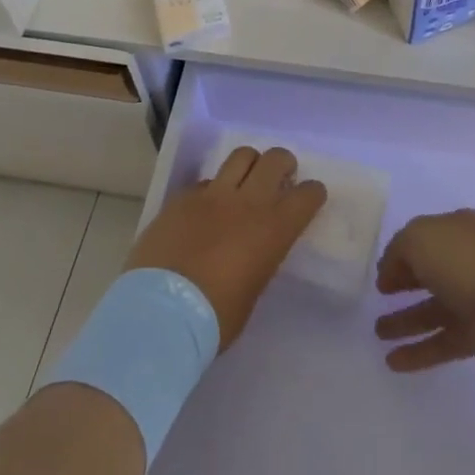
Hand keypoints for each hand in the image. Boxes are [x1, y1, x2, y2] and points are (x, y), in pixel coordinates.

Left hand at [125, 146, 325, 349]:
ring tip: (245, 181)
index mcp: (274, 230)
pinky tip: (205, 209)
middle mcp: (248, 202)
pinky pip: (205, 182)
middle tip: (280, 177)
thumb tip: (253, 250)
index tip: (309, 197)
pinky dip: (212, 190)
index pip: (307, 195)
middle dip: (283, 164)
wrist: (162, 312)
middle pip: (275, 159)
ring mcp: (212, 195)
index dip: (312, 193)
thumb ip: (259, 259)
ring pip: (240, 156)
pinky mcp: (182, 197)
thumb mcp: (253, 290)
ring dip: (250, 165)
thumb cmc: (215, 317)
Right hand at [375, 209, 474, 371]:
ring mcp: (472, 300)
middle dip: (402, 285)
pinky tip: (393, 362)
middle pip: (427, 274)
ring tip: (378, 334)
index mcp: (455, 231)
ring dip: (404, 322)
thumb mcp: (418, 238)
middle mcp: (464, 262)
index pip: (421, 240)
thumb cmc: (466, 261)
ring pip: (431, 311)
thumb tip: (390, 272)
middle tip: (377, 300)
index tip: (380, 275)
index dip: (399, 256)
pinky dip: (418, 352)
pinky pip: (441, 342)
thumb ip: (398, 251)